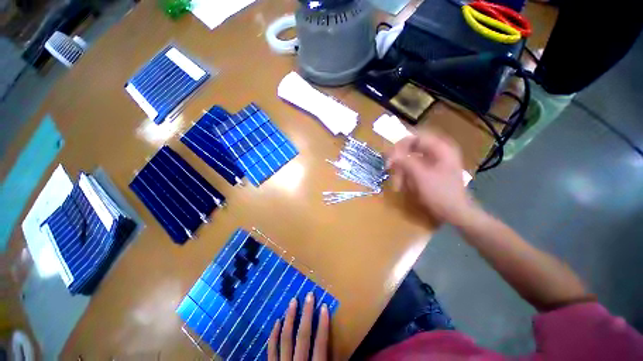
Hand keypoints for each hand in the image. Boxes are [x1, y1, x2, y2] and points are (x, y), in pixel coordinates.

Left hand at [268, 292, 329, 360]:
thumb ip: (330, 356)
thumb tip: (340, 344)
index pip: (320, 344)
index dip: (323, 324)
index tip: (324, 306)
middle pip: (303, 336)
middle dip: (307, 314)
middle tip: (309, 295)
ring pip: (286, 339)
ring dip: (290, 318)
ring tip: (293, 301)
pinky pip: (271, 349)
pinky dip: (274, 335)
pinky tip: (277, 321)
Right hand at [386, 132, 472, 223]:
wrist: (456, 213)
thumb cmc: (441, 194)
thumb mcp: (421, 176)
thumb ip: (405, 161)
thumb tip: (390, 153)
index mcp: (440, 148)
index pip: (415, 136)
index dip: (400, 144)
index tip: (390, 157)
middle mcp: (438, 151)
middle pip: (411, 147)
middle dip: (399, 160)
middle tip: (389, 169)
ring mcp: (434, 162)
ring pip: (410, 159)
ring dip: (401, 170)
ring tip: (398, 184)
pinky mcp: (430, 171)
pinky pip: (413, 168)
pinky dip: (406, 175)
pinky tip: (403, 185)